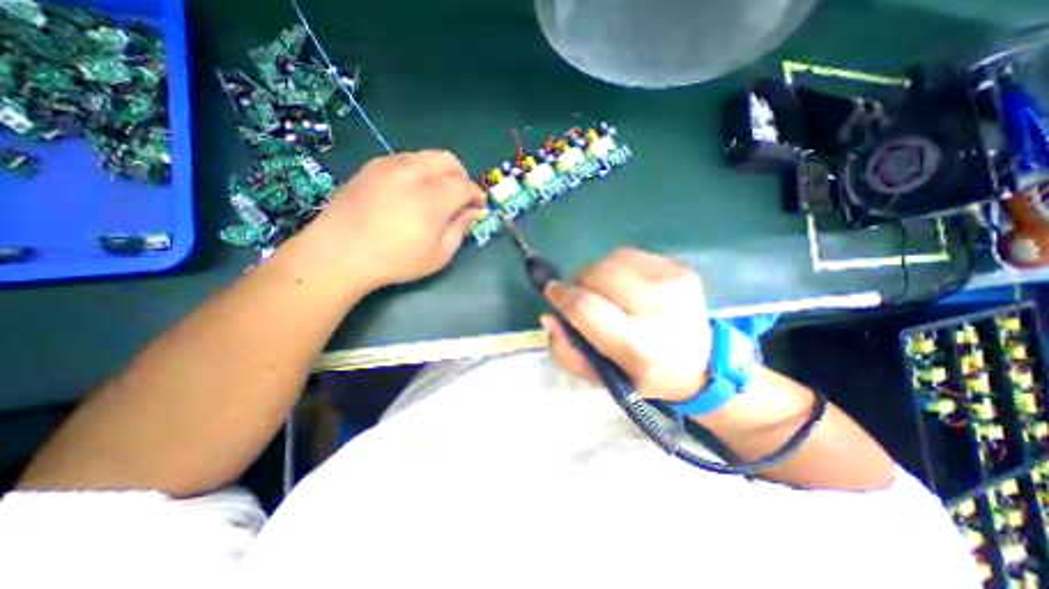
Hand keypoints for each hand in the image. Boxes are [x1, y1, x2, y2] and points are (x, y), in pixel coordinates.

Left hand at [298, 149, 487, 287]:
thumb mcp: (439, 255)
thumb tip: (474, 211)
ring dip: (440, 172)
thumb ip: (460, 228)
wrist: (339, 254)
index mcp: (433, 197)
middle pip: (449, 160)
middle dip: (461, 177)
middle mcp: (414, 173)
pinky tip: (411, 192)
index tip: (478, 209)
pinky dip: (419, 171)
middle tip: (460, 198)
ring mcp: (390, 165)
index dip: (477, 196)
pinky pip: (406, 159)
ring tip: (435, 195)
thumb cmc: (395, 261)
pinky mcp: (372, 166)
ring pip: (427, 156)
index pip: (466, 185)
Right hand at [541, 247, 711, 401]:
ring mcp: (673, 283)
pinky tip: (623, 283)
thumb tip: (549, 316)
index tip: (552, 292)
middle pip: (598, 275)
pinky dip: (616, 266)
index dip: (561, 296)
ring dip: (596, 272)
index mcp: (637, 345)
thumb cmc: (643, 374)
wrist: (701, 364)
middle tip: (578, 294)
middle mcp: (657, 309)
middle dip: (578, 282)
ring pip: (612, 259)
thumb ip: (567, 352)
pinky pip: (631, 254)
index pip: (585, 307)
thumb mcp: (600, 377)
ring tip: (601, 289)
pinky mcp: (680, 267)